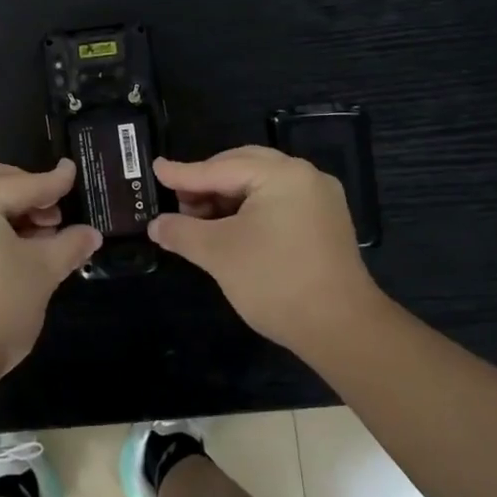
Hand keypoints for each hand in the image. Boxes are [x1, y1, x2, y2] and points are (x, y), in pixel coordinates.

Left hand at [0, 160, 101, 400]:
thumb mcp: (42, 272)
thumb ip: (69, 244)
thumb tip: (91, 234)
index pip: (22, 184)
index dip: (53, 181)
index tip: (73, 172)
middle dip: (28, 190)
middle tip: (55, 213)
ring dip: (9, 207)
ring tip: (39, 234)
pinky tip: (12, 247)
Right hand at [148, 146, 374, 356]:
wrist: (341, 330)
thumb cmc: (275, 281)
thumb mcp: (218, 253)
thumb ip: (182, 231)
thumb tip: (156, 225)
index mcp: (282, 174)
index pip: (220, 169)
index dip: (183, 174)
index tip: (156, 169)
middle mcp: (305, 176)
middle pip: (243, 167)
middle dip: (207, 183)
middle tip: (178, 201)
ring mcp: (320, 199)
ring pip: (260, 185)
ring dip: (226, 197)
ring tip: (199, 219)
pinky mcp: (325, 223)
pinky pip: (278, 202)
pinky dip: (249, 209)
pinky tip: (229, 228)